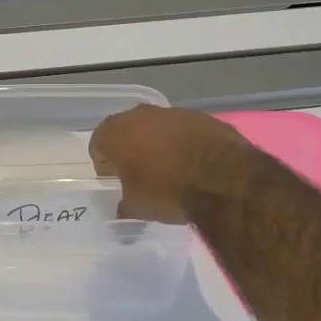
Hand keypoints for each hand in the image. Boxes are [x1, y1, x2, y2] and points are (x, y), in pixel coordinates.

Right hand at [90, 105, 258, 222]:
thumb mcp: (137, 208)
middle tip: (140, 173)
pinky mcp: (201, 116)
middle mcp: (139, 115)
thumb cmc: (167, 191)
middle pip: (127, 130)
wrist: (222, 178)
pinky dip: (184, 143)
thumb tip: (123, 207)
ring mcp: (172, 112)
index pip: (98, 144)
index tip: (115, 180)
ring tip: (170, 170)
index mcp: (115, 133)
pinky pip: (183, 130)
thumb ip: (125, 204)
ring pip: (157, 127)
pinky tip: (194, 164)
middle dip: (131, 149)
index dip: (105, 164)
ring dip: (158, 144)